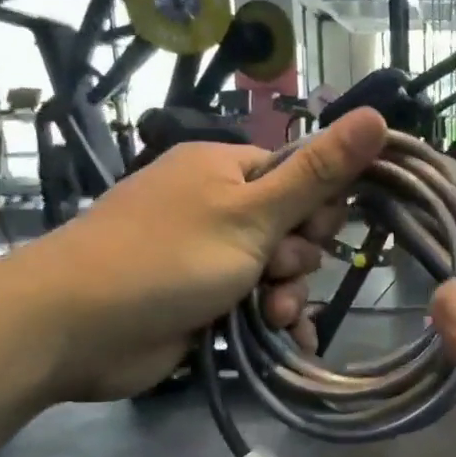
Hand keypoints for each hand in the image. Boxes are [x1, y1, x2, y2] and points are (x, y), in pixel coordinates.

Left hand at [19, 109, 387, 399]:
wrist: (76, 328)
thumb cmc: (168, 257)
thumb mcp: (253, 213)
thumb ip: (318, 174)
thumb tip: (379, 116)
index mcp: (225, 169)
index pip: (301, 176)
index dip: (318, 208)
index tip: (313, 231)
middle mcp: (218, 208)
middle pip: (293, 229)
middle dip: (296, 260)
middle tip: (276, 273)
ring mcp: (209, 257)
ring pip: (277, 274)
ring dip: (285, 297)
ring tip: (270, 316)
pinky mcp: (202, 302)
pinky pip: (257, 306)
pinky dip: (273, 322)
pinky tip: (289, 340)